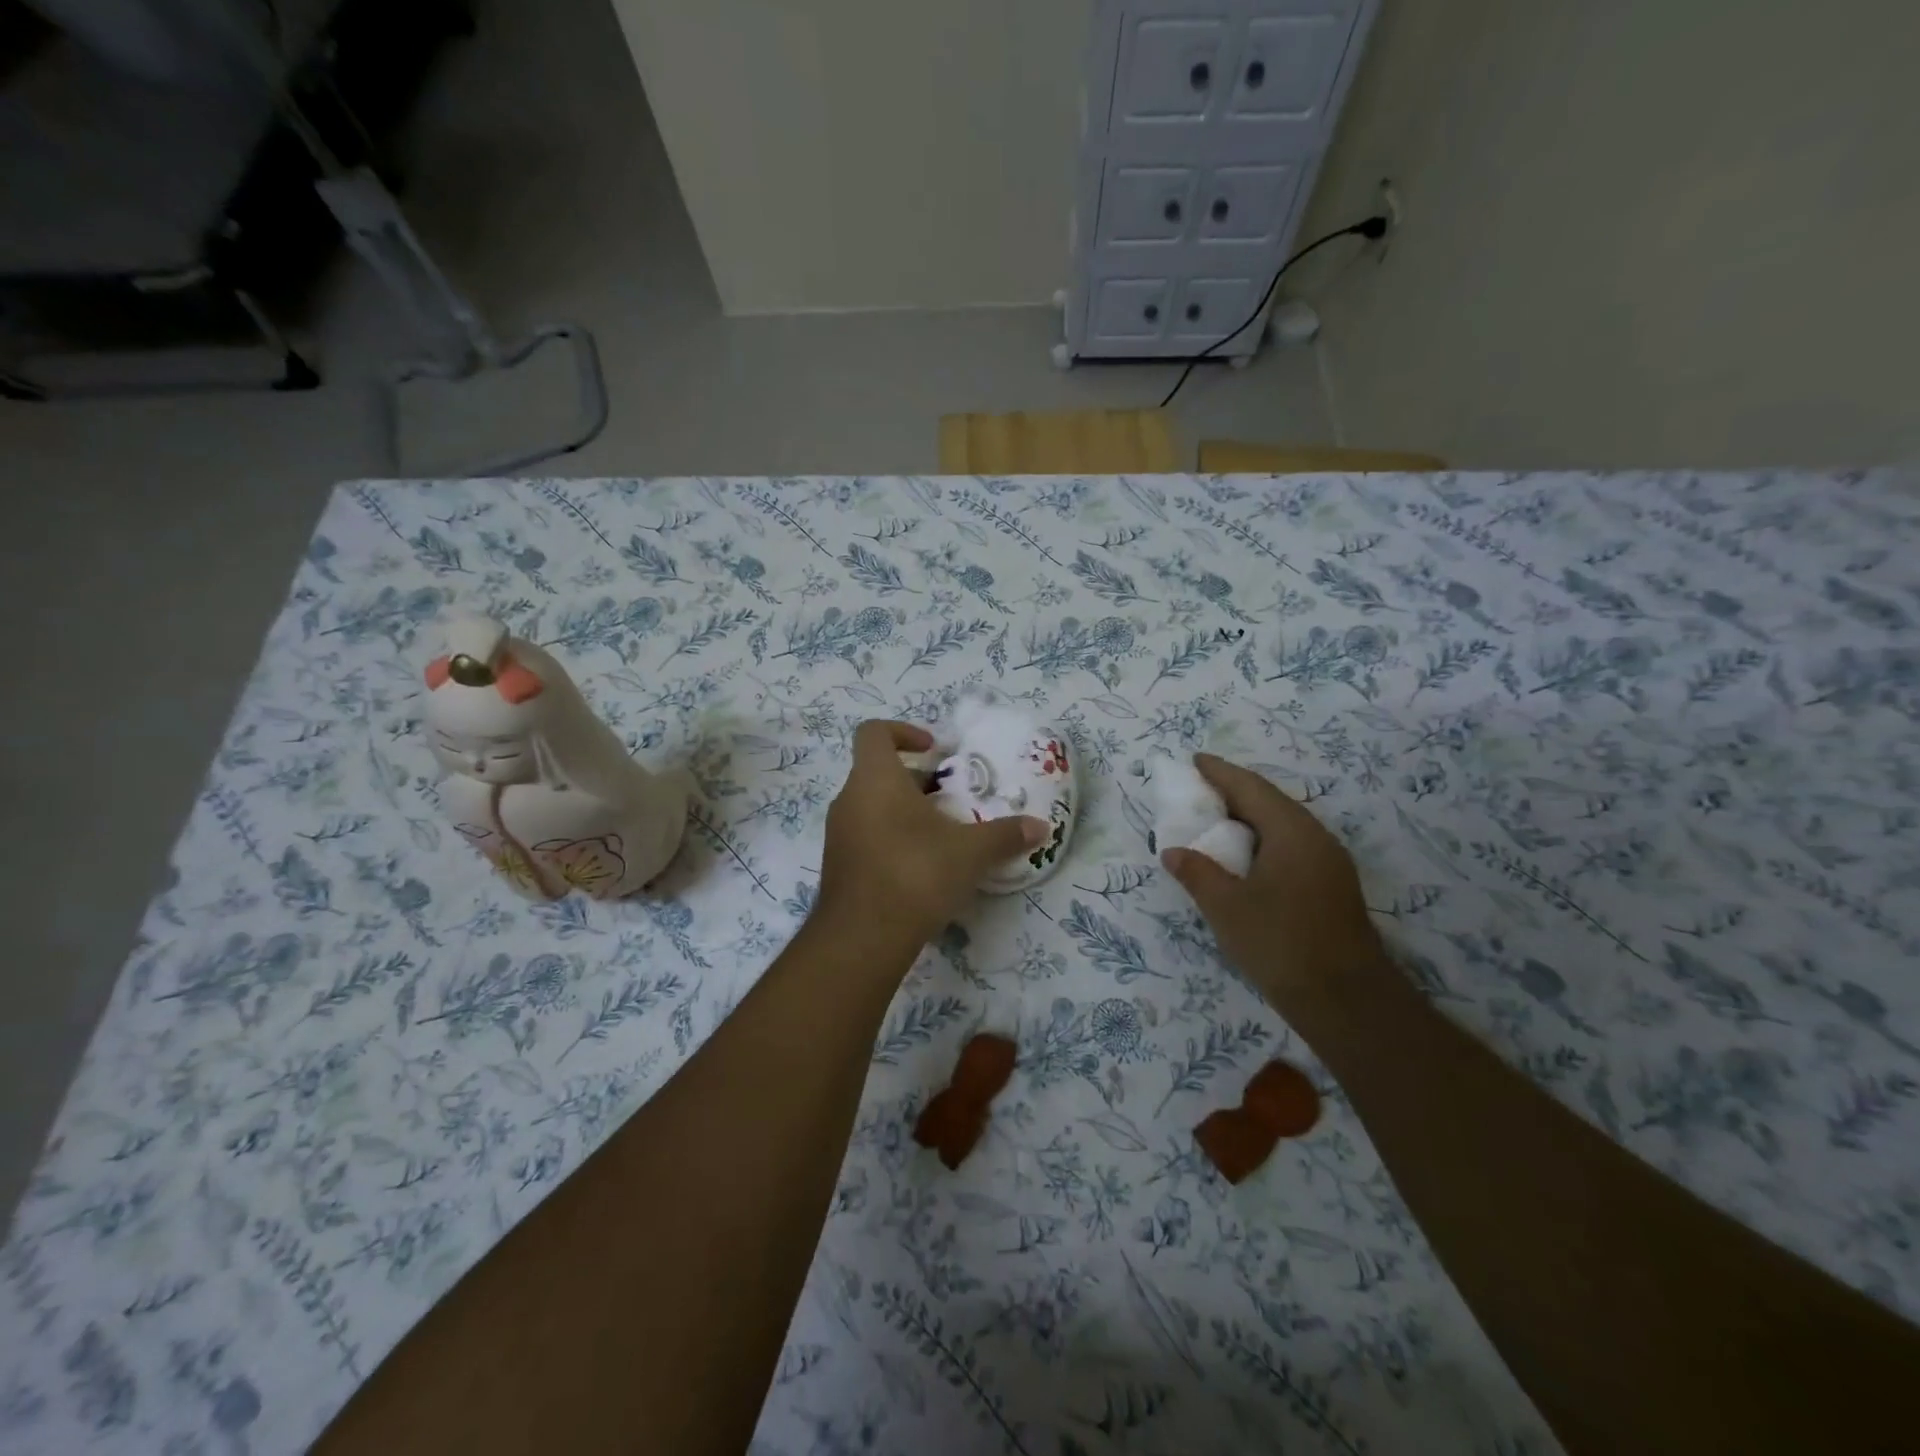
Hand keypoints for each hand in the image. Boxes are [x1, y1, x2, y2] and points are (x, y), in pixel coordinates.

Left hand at [814, 721, 1047, 960]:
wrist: (862, 938)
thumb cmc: (915, 874)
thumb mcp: (970, 852)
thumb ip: (1005, 835)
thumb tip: (1041, 827)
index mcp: (875, 779)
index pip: (873, 732)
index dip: (903, 731)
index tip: (934, 750)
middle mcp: (850, 798)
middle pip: (879, 771)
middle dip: (917, 780)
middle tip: (951, 799)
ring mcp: (839, 833)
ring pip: (873, 805)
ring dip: (905, 811)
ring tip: (943, 834)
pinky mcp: (839, 864)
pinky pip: (866, 834)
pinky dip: (892, 837)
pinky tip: (923, 865)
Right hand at [1158, 754, 1386, 1013]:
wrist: (1346, 999)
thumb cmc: (1280, 943)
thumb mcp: (1226, 907)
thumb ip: (1197, 873)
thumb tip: (1174, 851)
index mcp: (1291, 831)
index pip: (1250, 787)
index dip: (1220, 772)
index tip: (1194, 760)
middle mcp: (1315, 837)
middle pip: (1270, 801)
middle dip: (1234, 791)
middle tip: (1199, 790)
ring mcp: (1329, 862)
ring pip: (1283, 824)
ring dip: (1249, 817)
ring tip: (1216, 820)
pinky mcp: (1332, 885)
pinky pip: (1291, 845)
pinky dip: (1262, 839)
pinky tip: (1245, 857)